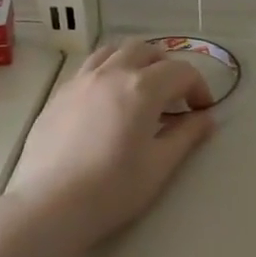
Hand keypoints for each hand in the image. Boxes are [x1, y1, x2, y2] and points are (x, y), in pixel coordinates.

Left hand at [1, 39, 215, 253]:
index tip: (201, 111)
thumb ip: (186, 135)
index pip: (181, 71)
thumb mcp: (160, 165)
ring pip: (114, 52)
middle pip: (146, 50)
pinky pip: (89, 68)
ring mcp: (81, 81)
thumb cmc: (113, 188)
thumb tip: (206, 118)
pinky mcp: (59, 95)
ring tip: (140, 90)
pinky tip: (107, 103)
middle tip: (173, 97)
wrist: (50, 205)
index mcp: (142, 88)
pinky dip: (108, 73)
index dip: (199, 87)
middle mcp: (112, 73)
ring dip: (135, 62)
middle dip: (167, 67)